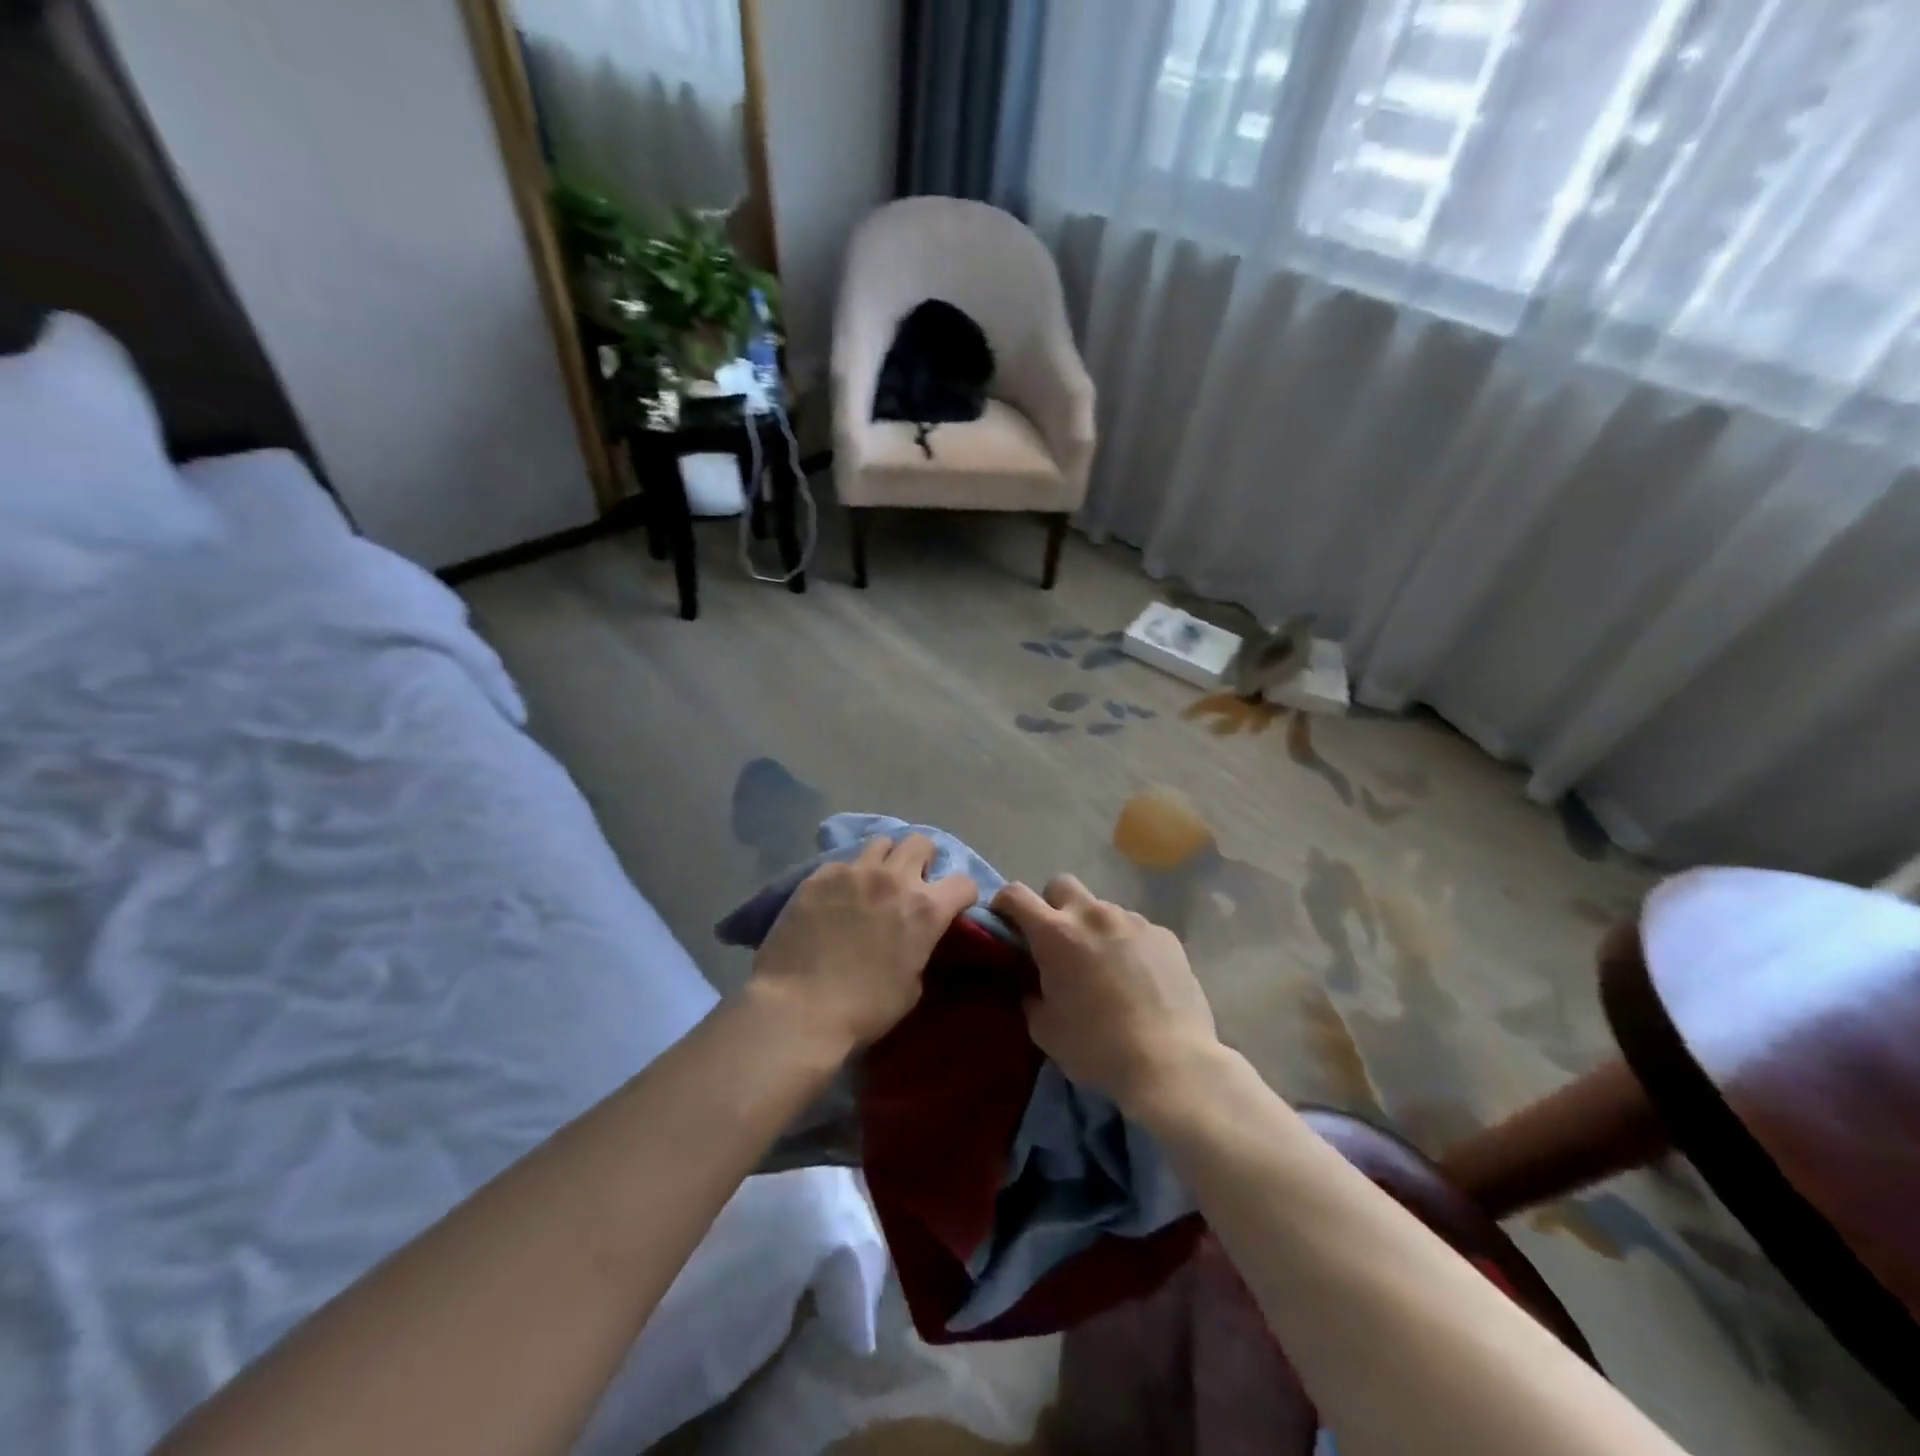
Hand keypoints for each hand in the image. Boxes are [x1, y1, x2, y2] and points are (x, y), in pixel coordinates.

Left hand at [751, 835, 977, 1053]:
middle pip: (922, 843)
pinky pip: (843, 862)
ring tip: (875, 881)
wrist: (799, 1008)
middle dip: (924, 860)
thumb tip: (915, 938)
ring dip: (886, 859)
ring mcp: (854, 872)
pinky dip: (848, 876)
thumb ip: (921, 948)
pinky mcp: (820, 876)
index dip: (962, 895)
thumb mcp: (912, 987)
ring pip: (882, 842)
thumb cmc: (864, 1009)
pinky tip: (836, 897)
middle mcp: (894, 879)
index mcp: (926, 909)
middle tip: (913, 882)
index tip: (953, 906)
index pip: (963, 882)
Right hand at [991, 874, 1219, 1112]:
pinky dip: (1128, 945)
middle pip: (1061, 885)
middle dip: (1052, 905)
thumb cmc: (1097, 1048)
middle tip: (1057, 941)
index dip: (1004, 903)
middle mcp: (1092, 915)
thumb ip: (1031, 996)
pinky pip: (1135, 929)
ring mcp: (1132, 921)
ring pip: (1101, 908)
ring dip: (1094, 928)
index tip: (1005, 921)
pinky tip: (1138, 978)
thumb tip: (1033, 985)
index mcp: (1055, 934)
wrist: (1170, 1063)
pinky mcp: (1164, 935)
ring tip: (1105, 967)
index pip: (1015, 894)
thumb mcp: (1045, 1030)